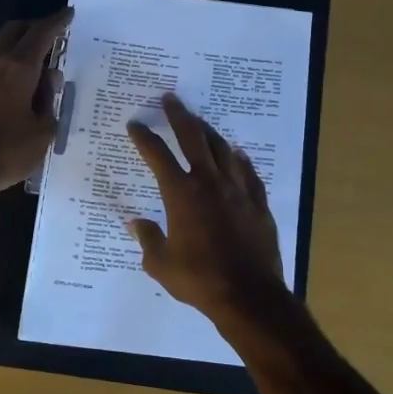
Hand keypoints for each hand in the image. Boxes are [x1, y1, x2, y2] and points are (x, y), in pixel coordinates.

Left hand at [0, 8, 71, 199]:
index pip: (42, 33)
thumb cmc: (6, 152)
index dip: (58, 21)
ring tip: (34, 60)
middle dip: (34, 26)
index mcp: (18, 68)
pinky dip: (3, 63)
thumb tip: (49, 80)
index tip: (69, 13)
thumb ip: (50, 101)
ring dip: (16, 44)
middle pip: (14, 30)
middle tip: (52, 34)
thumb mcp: (43, 131)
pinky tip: (12, 83)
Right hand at [126, 93, 291, 323]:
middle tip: (170, 99)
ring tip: (200, 122)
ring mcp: (237, 190)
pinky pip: (248, 172)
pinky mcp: (258, 202)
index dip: (144, 137)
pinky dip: (239, 159)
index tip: (135, 124)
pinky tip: (237, 153)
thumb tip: (135, 223)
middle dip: (179, 115)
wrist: (248, 294)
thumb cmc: (199, 279)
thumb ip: (148, 239)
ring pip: (222, 149)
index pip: (157, 155)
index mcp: (181, 194)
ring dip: (209, 132)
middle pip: (193, 138)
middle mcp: (209, 182)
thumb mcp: (161, 264)